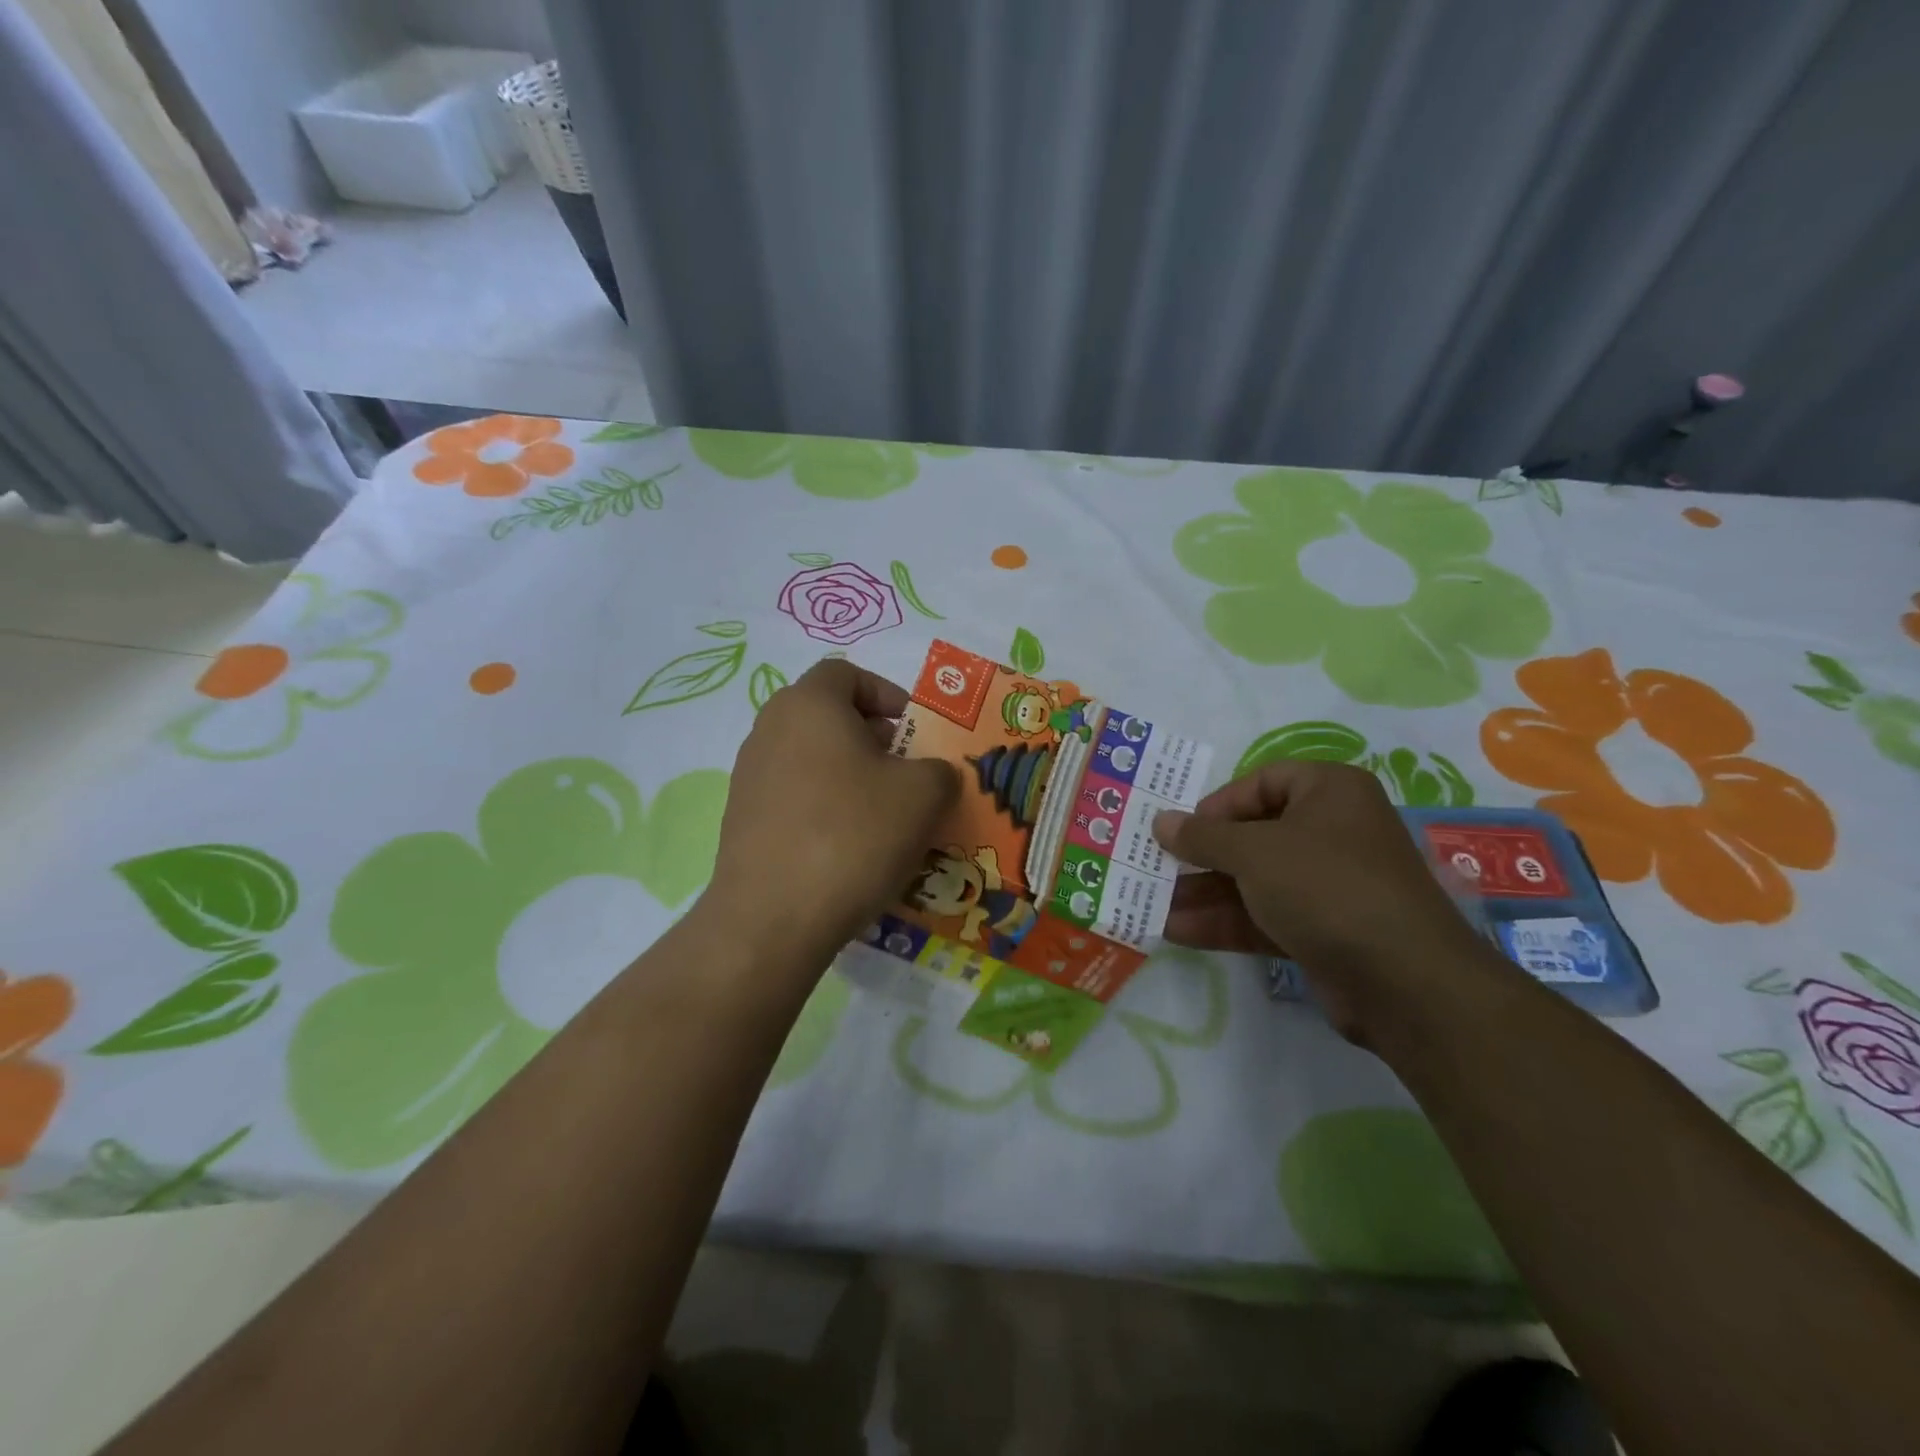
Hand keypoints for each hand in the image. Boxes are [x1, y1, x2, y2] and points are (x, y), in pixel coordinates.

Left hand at [703, 659, 956, 975]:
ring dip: (851, 776)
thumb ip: (939, 770)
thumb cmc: (853, 835)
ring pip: (812, 759)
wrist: (773, 918)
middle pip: (828, 716)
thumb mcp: (924, 795)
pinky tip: (849, 849)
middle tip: (907, 774)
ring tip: (884, 817)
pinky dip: (825, 808)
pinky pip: (795, 797)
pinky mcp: (741, 820)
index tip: (914, 731)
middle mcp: (769, 729)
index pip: (846, 673)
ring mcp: (749, 776)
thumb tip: (931, 775)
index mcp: (809, 704)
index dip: (886, 694)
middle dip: (874, 739)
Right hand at [1152, 761, 1495, 1044]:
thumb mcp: (1254, 852)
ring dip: (1204, 892)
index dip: (1218, 803)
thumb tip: (1161, 821)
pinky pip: (1265, 916)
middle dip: (1202, 855)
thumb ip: (1202, 836)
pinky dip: (1225, 921)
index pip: (1262, 782)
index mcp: (1329, 792)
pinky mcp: (1323, 930)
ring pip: (1254, 880)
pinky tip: (1176, 931)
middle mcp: (1332, 832)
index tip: (1184, 830)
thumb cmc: (1325, 886)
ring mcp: (1328, 885)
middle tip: (1157, 867)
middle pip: (1253, 834)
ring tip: (1153, 903)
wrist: (1403, 981)